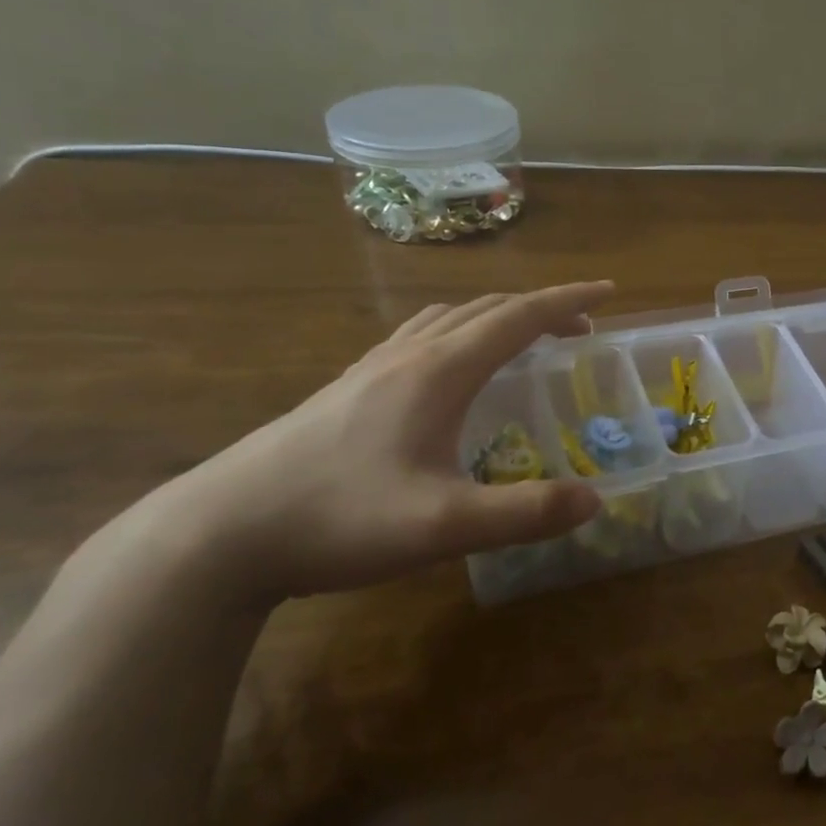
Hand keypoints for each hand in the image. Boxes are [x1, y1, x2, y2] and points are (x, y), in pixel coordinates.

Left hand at [137, 283, 611, 607]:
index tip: (609, 292)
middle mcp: (408, 355)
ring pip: (447, 318)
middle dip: (541, 308)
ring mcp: (371, 369)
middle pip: (486, 309)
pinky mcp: (346, 390)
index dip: (567, 300)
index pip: (518, 317)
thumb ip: (526, 512)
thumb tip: (596, 499)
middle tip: (580, 327)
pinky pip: (419, 337)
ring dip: (497, 316)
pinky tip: (450, 368)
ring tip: (524, 337)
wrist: (217, 534)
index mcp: (439, 371)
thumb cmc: (338, 519)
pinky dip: (458, 332)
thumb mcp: (444, 526)